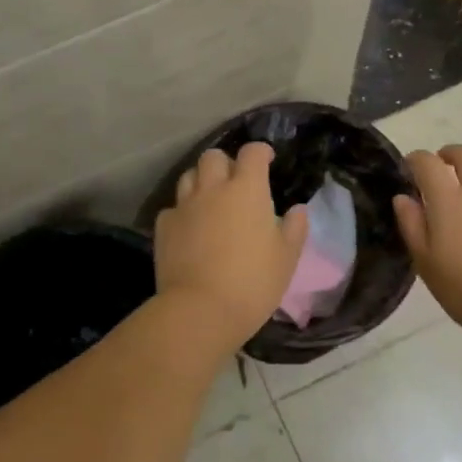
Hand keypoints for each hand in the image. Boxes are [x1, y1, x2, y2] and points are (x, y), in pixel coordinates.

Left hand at [154, 143, 309, 348]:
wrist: (200, 310)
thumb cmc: (253, 282)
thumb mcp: (286, 258)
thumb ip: (294, 229)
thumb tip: (298, 209)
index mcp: (247, 190)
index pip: (252, 153)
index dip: (260, 152)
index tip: (266, 160)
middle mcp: (212, 188)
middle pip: (213, 156)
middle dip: (225, 162)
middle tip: (235, 182)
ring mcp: (184, 206)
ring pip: (189, 176)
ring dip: (201, 181)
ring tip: (211, 200)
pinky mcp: (164, 227)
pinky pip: (173, 207)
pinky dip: (183, 211)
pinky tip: (190, 228)